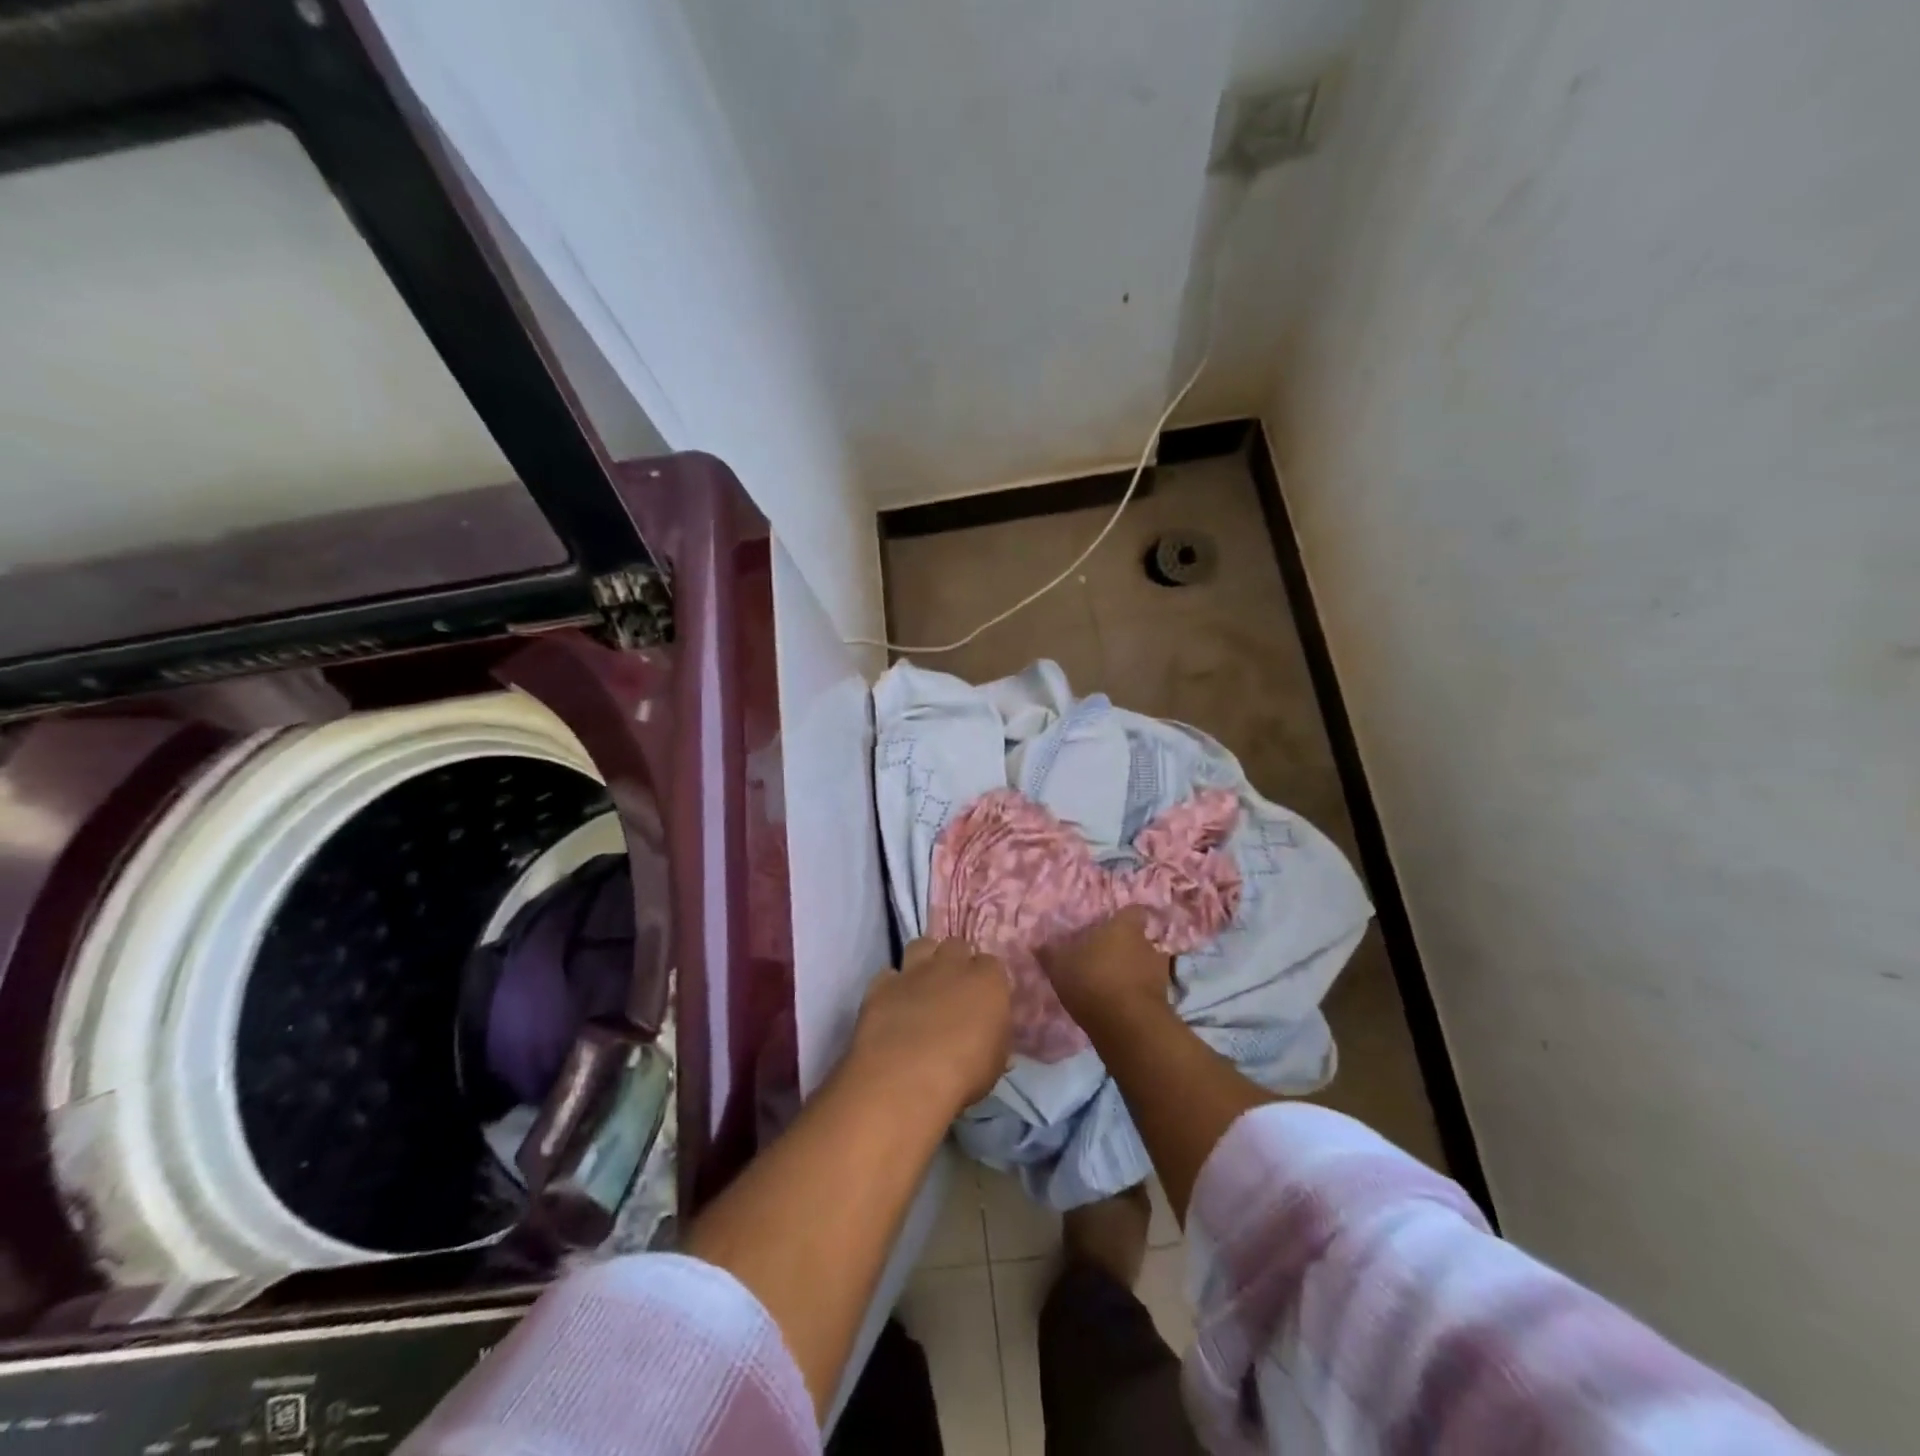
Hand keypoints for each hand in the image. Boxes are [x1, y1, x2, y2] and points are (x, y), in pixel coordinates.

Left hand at [845, 939, 1012, 1113]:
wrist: (905, 1078)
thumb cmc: (963, 1074)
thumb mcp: (995, 1062)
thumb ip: (994, 1036)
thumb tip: (989, 1031)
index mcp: (987, 981)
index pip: (992, 964)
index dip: (987, 980)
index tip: (984, 999)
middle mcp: (951, 965)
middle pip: (957, 946)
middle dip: (957, 961)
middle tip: (955, 989)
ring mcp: (913, 971)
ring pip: (922, 946)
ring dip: (925, 960)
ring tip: (924, 986)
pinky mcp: (881, 985)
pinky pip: (889, 974)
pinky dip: (892, 985)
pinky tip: (894, 1005)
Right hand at [1037, 908, 1174, 1028]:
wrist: (1127, 1025)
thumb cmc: (1092, 980)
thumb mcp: (1060, 965)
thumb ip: (1050, 953)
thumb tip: (1037, 944)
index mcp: (1123, 927)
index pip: (1133, 911)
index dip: (1123, 919)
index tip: (1111, 926)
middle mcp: (1146, 944)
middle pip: (1139, 940)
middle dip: (1125, 949)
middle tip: (1104, 960)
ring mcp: (1159, 974)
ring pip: (1145, 967)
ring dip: (1132, 974)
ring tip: (1112, 986)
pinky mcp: (1163, 1001)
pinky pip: (1148, 992)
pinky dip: (1136, 997)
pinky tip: (1119, 1007)